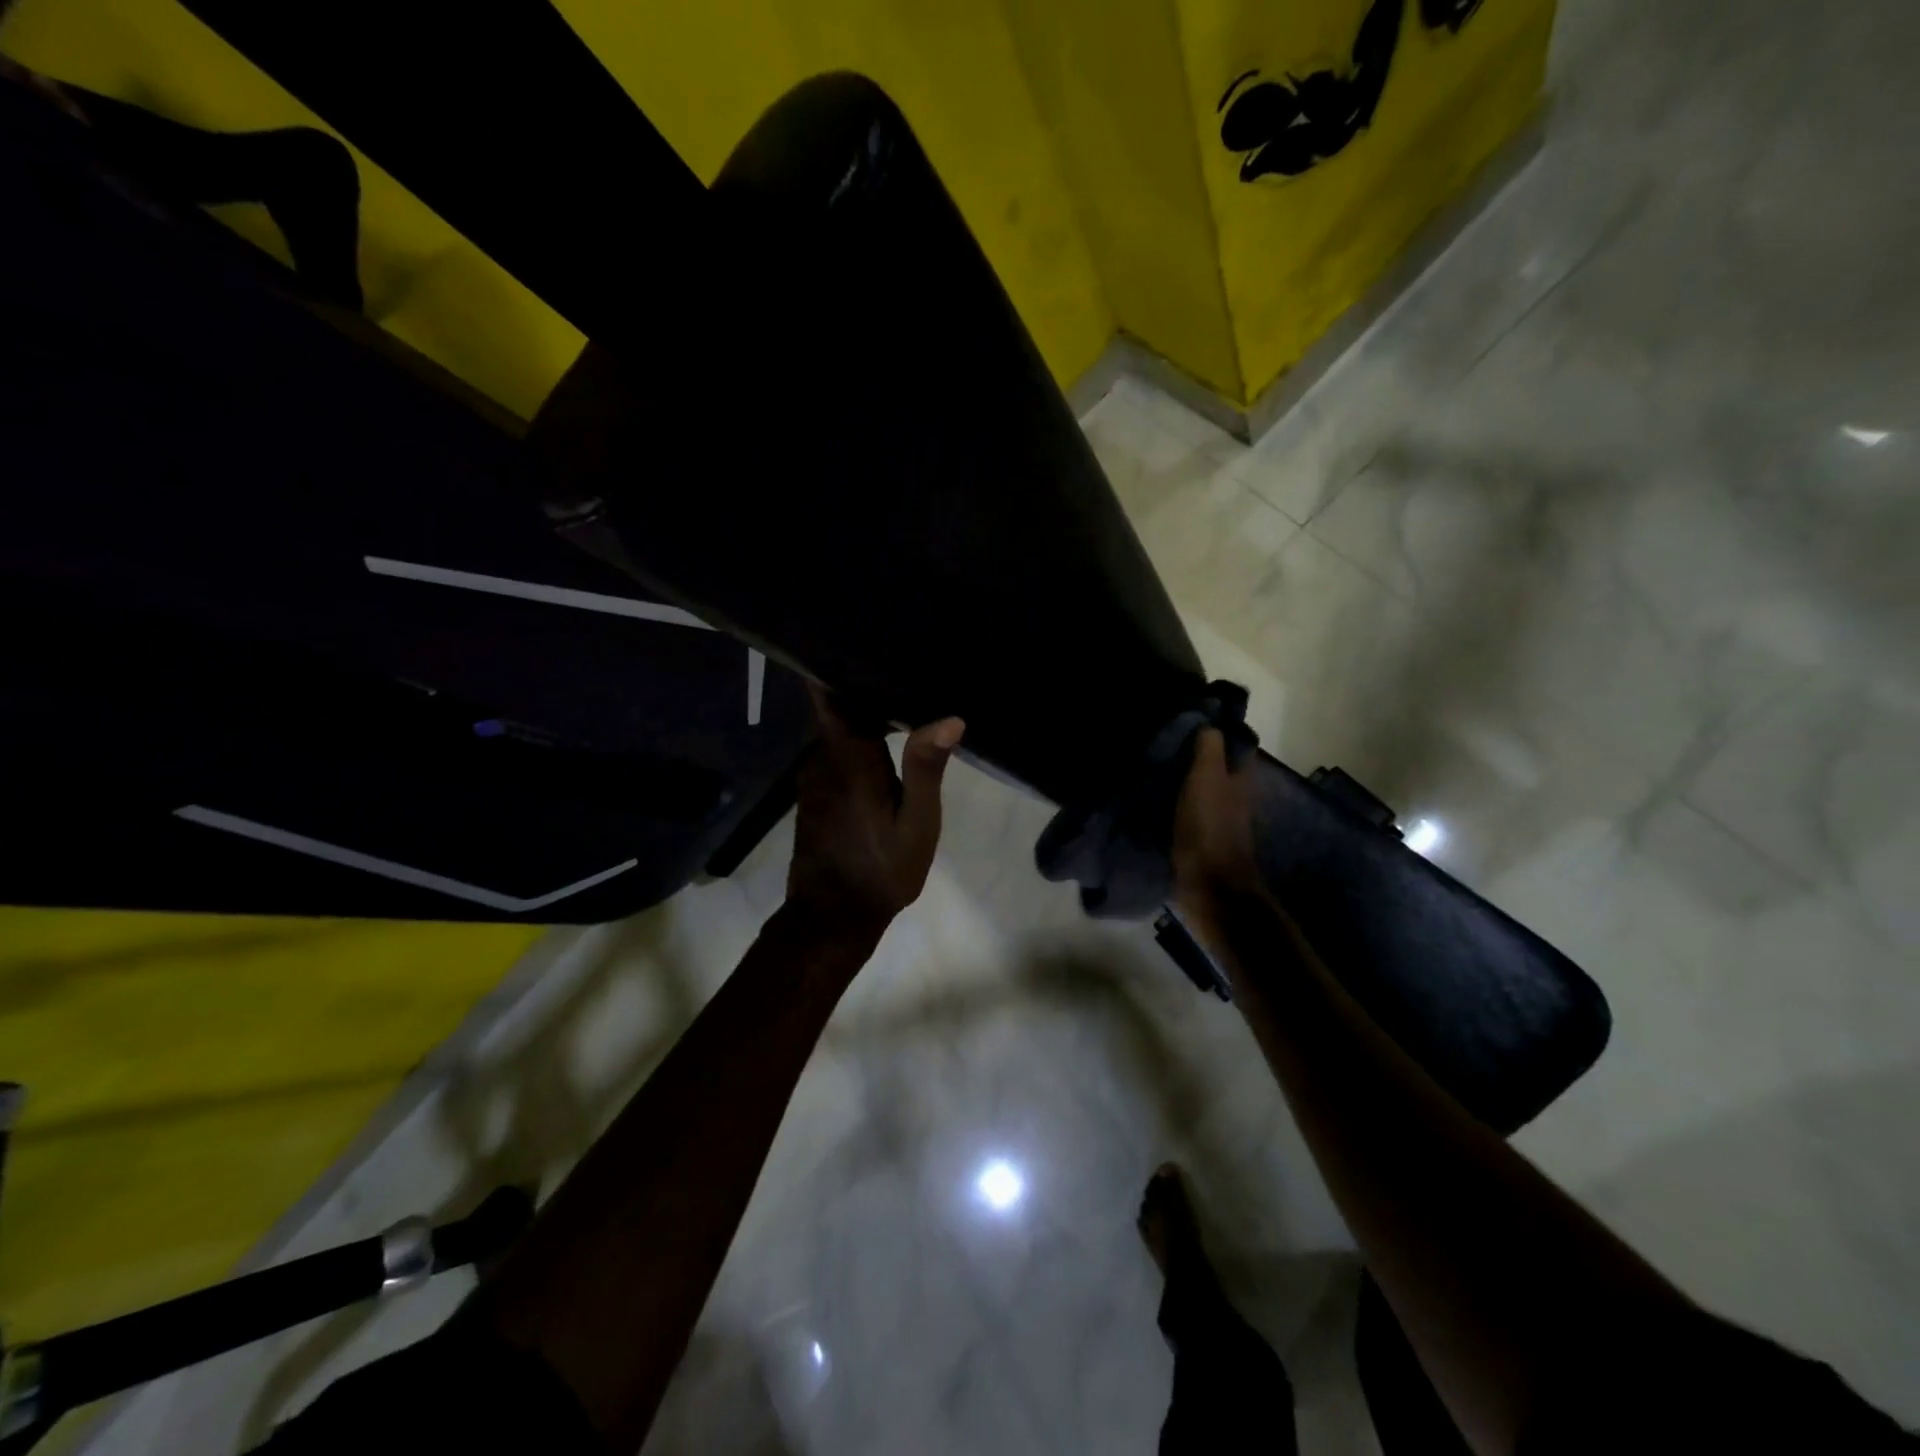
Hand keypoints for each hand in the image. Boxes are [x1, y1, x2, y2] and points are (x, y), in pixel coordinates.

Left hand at [785, 686, 964, 945]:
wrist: (832, 917)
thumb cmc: (881, 871)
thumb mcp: (916, 825)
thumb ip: (927, 769)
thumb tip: (949, 718)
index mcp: (848, 758)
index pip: (830, 693)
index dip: (839, 662)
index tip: (867, 636)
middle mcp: (821, 756)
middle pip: (839, 704)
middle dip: (867, 683)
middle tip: (910, 665)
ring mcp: (813, 771)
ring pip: (838, 726)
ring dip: (866, 712)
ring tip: (907, 692)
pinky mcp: (814, 785)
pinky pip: (836, 747)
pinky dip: (859, 737)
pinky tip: (889, 736)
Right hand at [1171, 729, 1260, 932]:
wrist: (1207, 884)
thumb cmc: (1209, 825)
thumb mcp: (1208, 777)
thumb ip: (1209, 747)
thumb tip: (1206, 721)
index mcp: (1240, 777)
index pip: (1233, 743)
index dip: (1215, 728)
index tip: (1185, 715)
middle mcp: (1232, 794)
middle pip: (1215, 764)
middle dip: (1193, 750)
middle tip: (1160, 735)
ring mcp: (1216, 816)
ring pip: (1199, 785)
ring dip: (1180, 774)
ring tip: (1151, 760)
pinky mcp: (1198, 834)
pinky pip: (1185, 806)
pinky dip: (1172, 797)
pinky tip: (1152, 791)